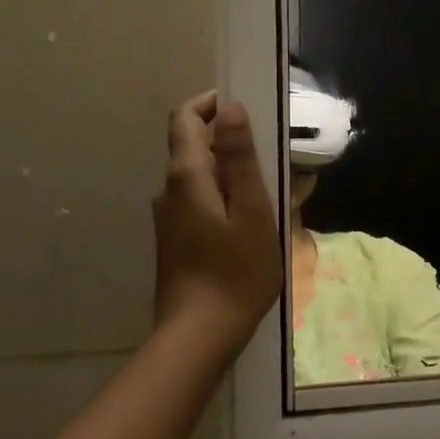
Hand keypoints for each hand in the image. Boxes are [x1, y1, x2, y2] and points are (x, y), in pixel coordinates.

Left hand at [152, 91, 281, 352]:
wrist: (200, 334)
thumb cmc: (236, 271)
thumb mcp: (251, 210)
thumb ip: (239, 158)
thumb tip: (231, 108)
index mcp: (186, 176)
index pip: (186, 118)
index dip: (210, 104)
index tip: (243, 108)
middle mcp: (169, 191)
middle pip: (191, 147)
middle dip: (227, 140)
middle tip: (270, 155)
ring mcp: (169, 218)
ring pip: (198, 178)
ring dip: (229, 172)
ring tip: (270, 190)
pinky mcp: (175, 241)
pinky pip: (199, 202)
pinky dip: (223, 197)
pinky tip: (250, 222)